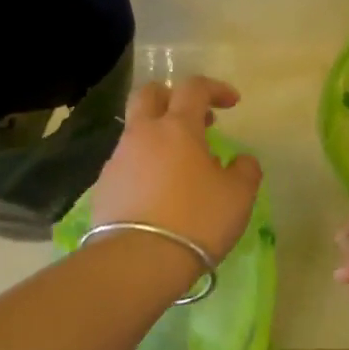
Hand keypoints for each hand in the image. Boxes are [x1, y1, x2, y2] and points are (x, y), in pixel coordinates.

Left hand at [93, 77, 261, 263]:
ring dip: (159, 137)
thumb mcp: (238, 196)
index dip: (215, 88)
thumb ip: (245, 170)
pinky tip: (159, 194)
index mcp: (177, 128)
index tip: (232, 103)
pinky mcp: (104, 188)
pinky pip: (127, 164)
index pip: (194, 88)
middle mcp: (142, 135)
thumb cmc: (197, 220)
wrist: (138, 261)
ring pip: (136, 132)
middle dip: (172, 97)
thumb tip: (240, 160)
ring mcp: (118, 160)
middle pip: (149, 95)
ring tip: (182, 167)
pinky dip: (146, 167)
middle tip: (195, 119)